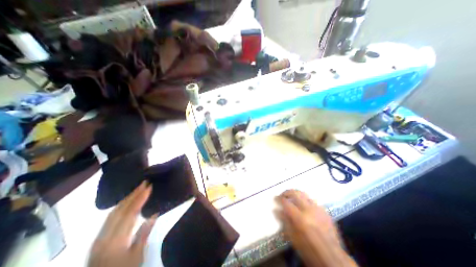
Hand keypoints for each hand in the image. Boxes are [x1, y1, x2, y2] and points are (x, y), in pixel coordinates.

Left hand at [87, 182, 157, 266]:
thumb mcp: (137, 257)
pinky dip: (120, 206)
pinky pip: (110, 217)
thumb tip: (154, 214)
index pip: (130, 214)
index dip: (140, 199)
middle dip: (133, 195)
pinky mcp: (98, 239)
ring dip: (126, 198)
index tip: (149, 187)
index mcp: (115, 242)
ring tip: (138, 189)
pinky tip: (127, 202)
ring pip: (112, 213)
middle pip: (119, 210)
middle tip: (144, 183)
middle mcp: (104, 238)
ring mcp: (99, 238)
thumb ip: (144, 234)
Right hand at [275, 189, 356, 266]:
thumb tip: (277, 210)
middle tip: (282, 195)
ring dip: (296, 194)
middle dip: (287, 192)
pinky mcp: (325, 211)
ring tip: (291, 198)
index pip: (286, 202)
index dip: (279, 199)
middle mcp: (309, 210)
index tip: (275, 199)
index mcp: (300, 218)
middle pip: (295, 193)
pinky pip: (312, 201)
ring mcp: (318, 209)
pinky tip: (303, 206)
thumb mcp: (293, 239)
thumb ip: (285, 222)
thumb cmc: (310, 251)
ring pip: (304, 194)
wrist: (333, 259)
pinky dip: (305, 200)